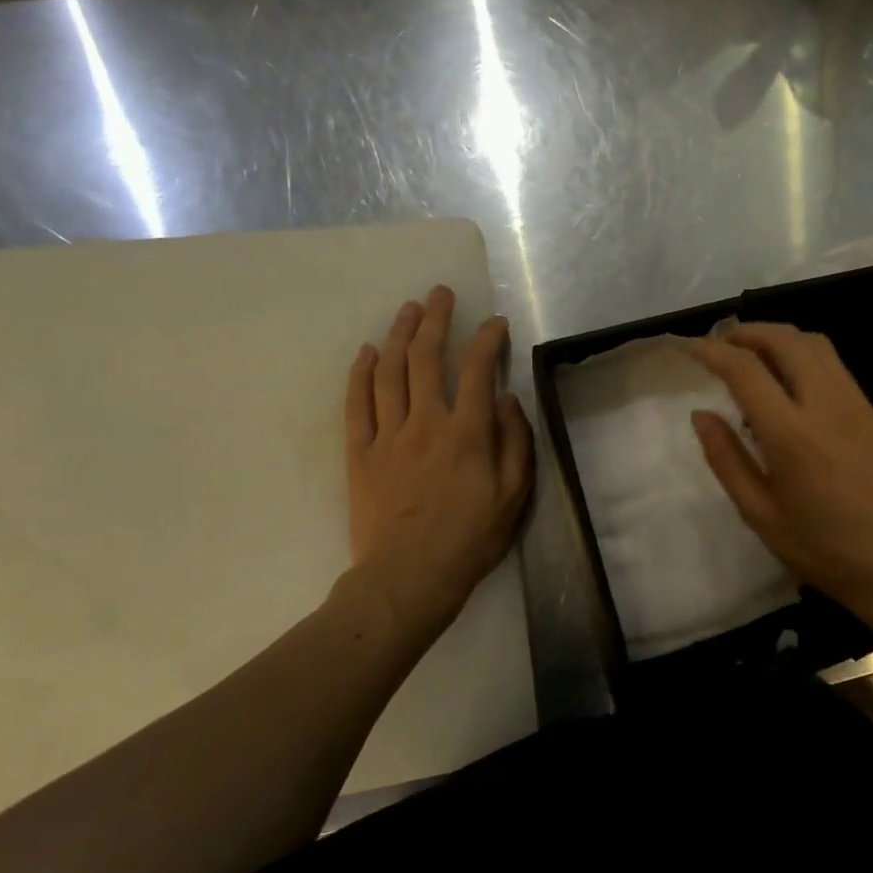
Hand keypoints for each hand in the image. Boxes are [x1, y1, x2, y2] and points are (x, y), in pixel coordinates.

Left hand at [342, 286, 532, 644]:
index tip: (495, 323)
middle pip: (426, 358)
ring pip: (390, 372)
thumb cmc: (471, 538)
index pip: (478, 369)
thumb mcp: (514, 494)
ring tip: (408, 310)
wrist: (409, 578)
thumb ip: (515, 441)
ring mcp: (388, 436)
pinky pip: (356, 405)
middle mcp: (426, 423)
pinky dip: (360, 374)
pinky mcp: (360, 454)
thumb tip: (506, 399)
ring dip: (399, 335)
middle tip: (440, 294)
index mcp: (468, 432)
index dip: (487, 339)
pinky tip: (367, 351)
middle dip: (435, 319)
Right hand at [689, 323, 872, 624]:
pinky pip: (833, 363)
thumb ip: (727, 460)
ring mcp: (855, 402)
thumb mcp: (761, 516)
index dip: (712, 351)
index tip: (688, 347)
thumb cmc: (825, 549)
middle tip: (719, 345)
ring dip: (777, 337)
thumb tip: (701, 415)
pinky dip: (802, 353)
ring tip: (752, 354)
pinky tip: (789, 380)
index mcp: (791, 434)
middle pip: (784, 340)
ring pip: (814, 343)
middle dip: (746, 332)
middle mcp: (825, 404)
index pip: (745, 369)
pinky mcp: (872, 410)